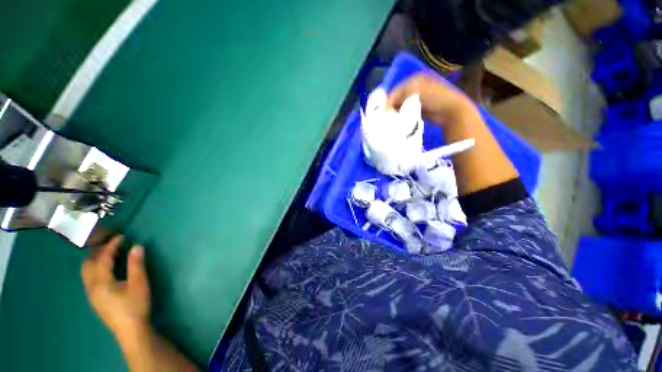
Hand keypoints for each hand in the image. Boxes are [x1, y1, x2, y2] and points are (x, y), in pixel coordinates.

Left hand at [82, 236, 150, 338]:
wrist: (131, 330)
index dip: (111, 245)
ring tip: (109, 254)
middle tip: (112, 243)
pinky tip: (107, 270)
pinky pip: (89, 278)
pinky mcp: (95, 299)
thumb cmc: (135, 306)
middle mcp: (91, 286)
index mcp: (101, 282)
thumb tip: (137, 246)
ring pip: (86, 272)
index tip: (121, 236)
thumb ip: (136, 265)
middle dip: (98, 251)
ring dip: (95, 260)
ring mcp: (91, 294)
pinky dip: (95, 268)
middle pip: (88, 264)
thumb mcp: (139, 284)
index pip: (103, 259)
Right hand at [385, 73, 474, 122]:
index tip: (382, 112)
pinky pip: (407, 112)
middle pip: (398, 98)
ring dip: (396, 112)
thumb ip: (398, 97)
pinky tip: (399, 121)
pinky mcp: (420, 109)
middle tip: (385, 117)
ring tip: (391, 120)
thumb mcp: (414, 92)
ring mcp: (418, 98)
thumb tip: (384, 107)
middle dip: (391, 107)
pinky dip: (402, 116)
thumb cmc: (434, 98)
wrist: (450, 111)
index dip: (388, 100)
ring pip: (401, 105)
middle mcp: (416, 87)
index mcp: (414, 79)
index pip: (396, 90)